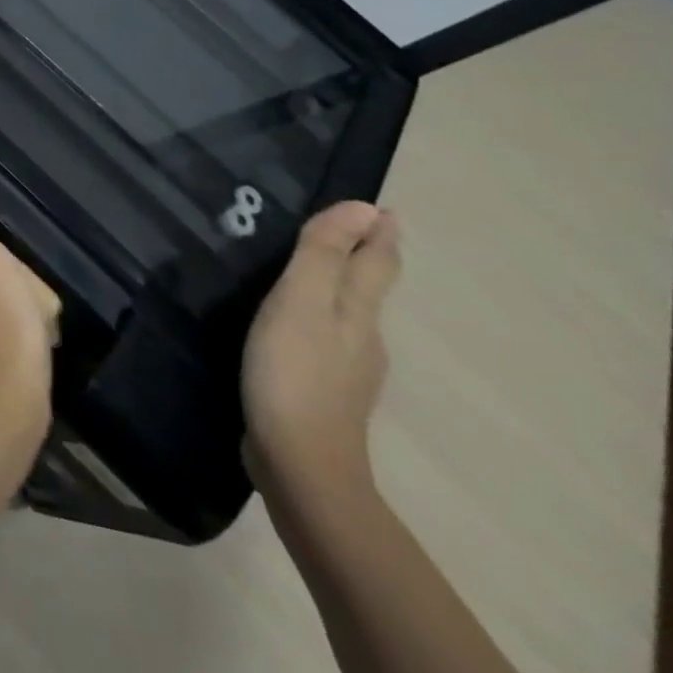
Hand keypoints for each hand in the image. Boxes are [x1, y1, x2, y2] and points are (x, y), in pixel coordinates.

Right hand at [242, 201, 401, 505]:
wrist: (300, 464)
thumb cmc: (294, 372)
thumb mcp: (300, 303)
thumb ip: (324, 255)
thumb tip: (363, 208)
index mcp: (358, 311)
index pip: (377, 262)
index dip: (378, 233)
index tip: (381, 210)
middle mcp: (363, 337)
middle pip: (367, 288)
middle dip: (361, 258)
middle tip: (341, 230)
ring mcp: (347, 370)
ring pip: (347, 315)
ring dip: (337, 288)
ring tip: (307, 271)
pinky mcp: (323, 392)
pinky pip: (325, 339)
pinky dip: (317, 319)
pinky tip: (291, 325)